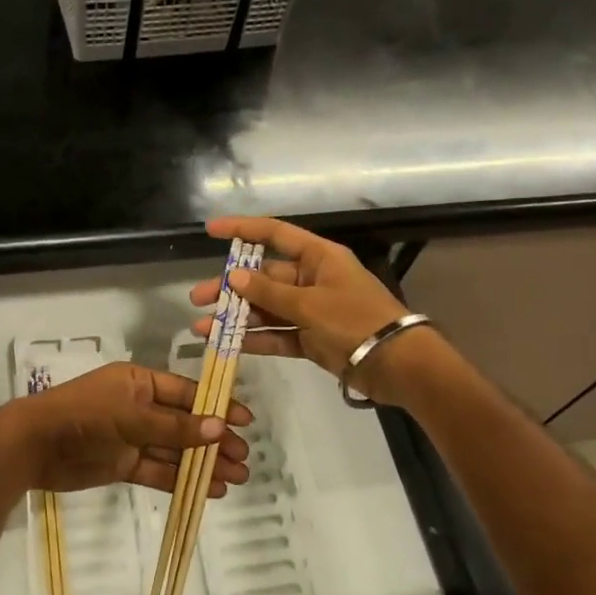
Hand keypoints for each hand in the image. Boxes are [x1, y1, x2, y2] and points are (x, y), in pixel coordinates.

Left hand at [0, 361, 251, 497]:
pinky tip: (209, 490)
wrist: (35, 445)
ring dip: (203, 463)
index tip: (244, 421)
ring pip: (175, 450)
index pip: (186, 393)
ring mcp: (131, 437)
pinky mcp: (123, 464)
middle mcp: (139, 407)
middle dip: (214, 440)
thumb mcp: (132, 416)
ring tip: (237, 478)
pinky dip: (181, 479)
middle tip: (244, 458)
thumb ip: (175, 425)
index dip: (216, 406)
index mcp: (140, 383)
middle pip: (184, 423)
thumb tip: (218, 427)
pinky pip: (158, 470)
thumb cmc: (85, 416)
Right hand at [189, 216, 440, 405]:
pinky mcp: (311, 339)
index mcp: (318, 258)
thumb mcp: (310, 304)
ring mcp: (311, 310)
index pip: (274, 234)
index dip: (242, 229)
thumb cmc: (356, 321)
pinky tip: (228, 344)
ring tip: (203, 327)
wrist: (397, 365)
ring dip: (236, 317)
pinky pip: (277, 334)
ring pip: (266, 308)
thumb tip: (233, 275)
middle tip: (198, 298)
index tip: (211, 231)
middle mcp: (312, 279)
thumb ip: (269, 291)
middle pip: (263, 277)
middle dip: (229, 287)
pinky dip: (255, 338)